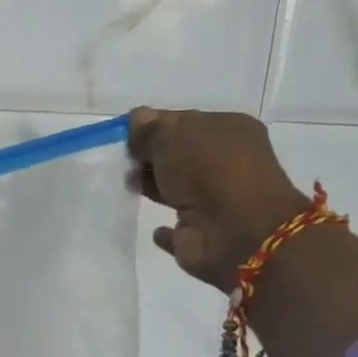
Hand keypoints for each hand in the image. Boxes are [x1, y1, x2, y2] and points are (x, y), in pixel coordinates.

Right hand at [128, 109, 309, 289]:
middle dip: (149, 157)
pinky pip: (177, 230)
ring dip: (152, 188)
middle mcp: (226, 163)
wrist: (237, 232)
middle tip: (120, 162)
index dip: (151, 126)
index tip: (123, 136)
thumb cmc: (208, 170)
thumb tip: (135, 121)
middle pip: (178, 155)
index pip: (182, 121)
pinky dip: (164, 231)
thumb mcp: (172, 134)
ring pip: (175, 190)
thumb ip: (149, 128)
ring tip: (126, 186)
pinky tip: (154, 229)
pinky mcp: (201, 235)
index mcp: (229, 130)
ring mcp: (215, 201)